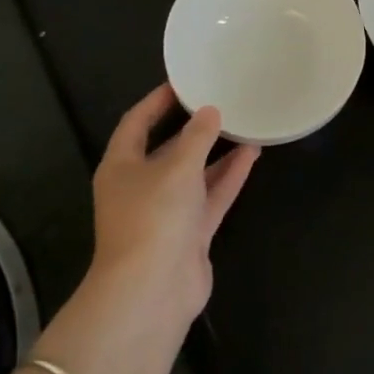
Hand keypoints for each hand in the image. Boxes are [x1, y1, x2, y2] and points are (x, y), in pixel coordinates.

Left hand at [88, 84, 258, 322]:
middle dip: (193, 128)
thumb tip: (210, 111)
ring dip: (217, 152)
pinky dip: (229, 177)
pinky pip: (211, 196)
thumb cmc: (153, 217)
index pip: (136, 124)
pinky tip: (252, 154)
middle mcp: (141, 186)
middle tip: (221, 101)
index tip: (182, 83)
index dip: (156, 102)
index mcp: (121, 167)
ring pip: (194, 173)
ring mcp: (166, 212)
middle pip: (168, 149)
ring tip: (245, 124)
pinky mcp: (189, 233)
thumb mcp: (177, 167)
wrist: (152, 290)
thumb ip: (198, 137)